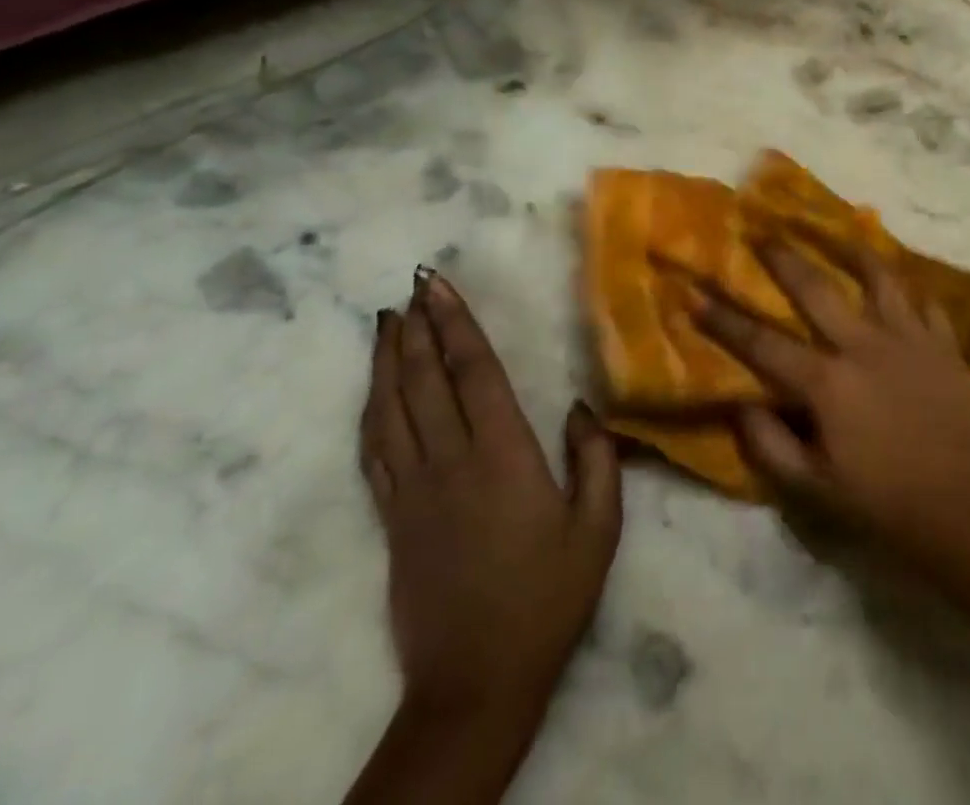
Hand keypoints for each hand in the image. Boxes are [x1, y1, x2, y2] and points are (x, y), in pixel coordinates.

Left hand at [360, 272, 621, 727]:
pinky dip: (371, 410)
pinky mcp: (393, 518)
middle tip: (412, 285)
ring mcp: (413, 490)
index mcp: (503, 456)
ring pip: (391, 409)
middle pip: (426, 379)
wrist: (476, 684)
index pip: (474, 372)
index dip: (455, 323)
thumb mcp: (598, 529)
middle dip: (418, 327)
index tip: (437, 285)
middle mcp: (450, 462)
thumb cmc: (547, 599)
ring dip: (388, 359)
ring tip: (386, 320)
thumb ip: (596, 458)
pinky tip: (374, 389)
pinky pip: (375, 451)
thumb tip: (578, 406)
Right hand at [694, 237, 969, 576]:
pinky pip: (926, 304)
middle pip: (816, 290)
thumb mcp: (815, 491)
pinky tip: (904, 285)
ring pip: (880, 280)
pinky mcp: (945, 347)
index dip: (724, 319)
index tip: (695, 292)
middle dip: (784, 259)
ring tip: (841, 232)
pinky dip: (911, 291)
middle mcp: (865, 347)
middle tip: (764, 232)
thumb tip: (741, 404)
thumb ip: (771, 445)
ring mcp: (910, 340)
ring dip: (856, 252)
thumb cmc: (885, 506)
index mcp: (828, 383)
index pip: (763, 343)